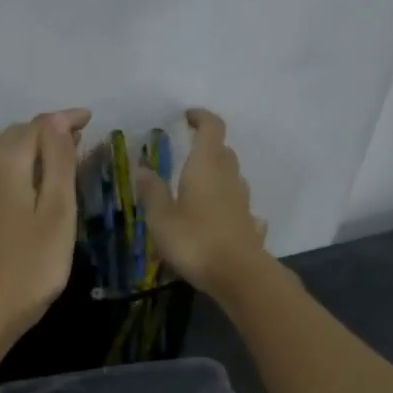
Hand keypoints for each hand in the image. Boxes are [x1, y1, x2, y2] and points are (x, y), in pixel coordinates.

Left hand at [0, 109, 89, 335]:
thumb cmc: (34, 263)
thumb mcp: (58, 211)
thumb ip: (58, 161)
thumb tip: (57, 121)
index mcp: (6, 162)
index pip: (38, 126)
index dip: (64, 120)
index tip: (89, 119)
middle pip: (14, 133)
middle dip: (45, 131)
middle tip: (75, 141)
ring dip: (22, 144)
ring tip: (46, 156)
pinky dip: (4, 161)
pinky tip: (17, 179)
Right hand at [134, 108, 269, 296]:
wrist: (238, 275)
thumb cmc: (194, 241)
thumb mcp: (162, 218)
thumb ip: (152, 192)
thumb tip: (143, 168)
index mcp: (205, 166)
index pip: (211, 128)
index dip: (201, 117)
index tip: (187, 117)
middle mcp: (229, 177)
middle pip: (223, 151)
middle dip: (207, 146)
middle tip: (187, 153)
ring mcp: (243, 201)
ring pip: (232, 177)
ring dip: (217, 175)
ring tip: (196, 187)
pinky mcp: (249, 224)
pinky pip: (238, 206)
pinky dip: (227, 204)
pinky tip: (218, 218)